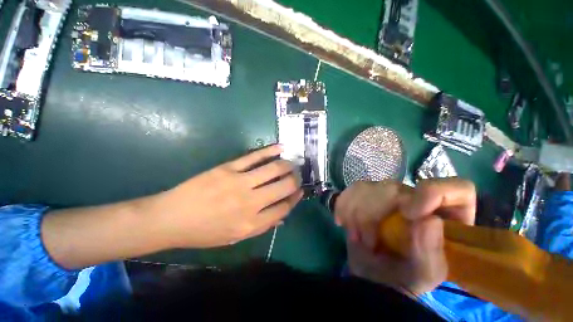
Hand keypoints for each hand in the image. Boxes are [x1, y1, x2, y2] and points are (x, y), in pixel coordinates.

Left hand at [155, 145, 302, 247]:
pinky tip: (280, 148)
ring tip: (292, 163)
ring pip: (273, 169)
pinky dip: (270, 151)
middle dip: (296, 180)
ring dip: (287, 165)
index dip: (295, 198)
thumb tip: (282, 215)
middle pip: (284, 187)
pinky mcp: (228, 168)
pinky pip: (254, 157)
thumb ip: (261, 226)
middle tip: (298, 175)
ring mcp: (239, 182)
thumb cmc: (204, 232)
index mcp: (251, 224)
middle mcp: (250, 203)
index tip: (300, 191)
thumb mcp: (235, 238)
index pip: (284, 208)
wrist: (171, 218)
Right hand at [335, 179, 475, 294]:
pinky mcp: (366, 195)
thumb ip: (432, 253)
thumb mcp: (424, 275)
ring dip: (355, 214)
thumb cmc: (402, 277)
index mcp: (444, 218)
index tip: (408, 214)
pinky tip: (342, 222)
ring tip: (356, 236)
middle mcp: (416, 200)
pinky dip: (343, 206)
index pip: (455, 188)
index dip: (433, 193)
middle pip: (394, 187)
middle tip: (367, 241)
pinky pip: (351, 189)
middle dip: (373, 214)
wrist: (370, 274)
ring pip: (368, 186)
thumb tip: (429, 219)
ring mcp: (389, 196)